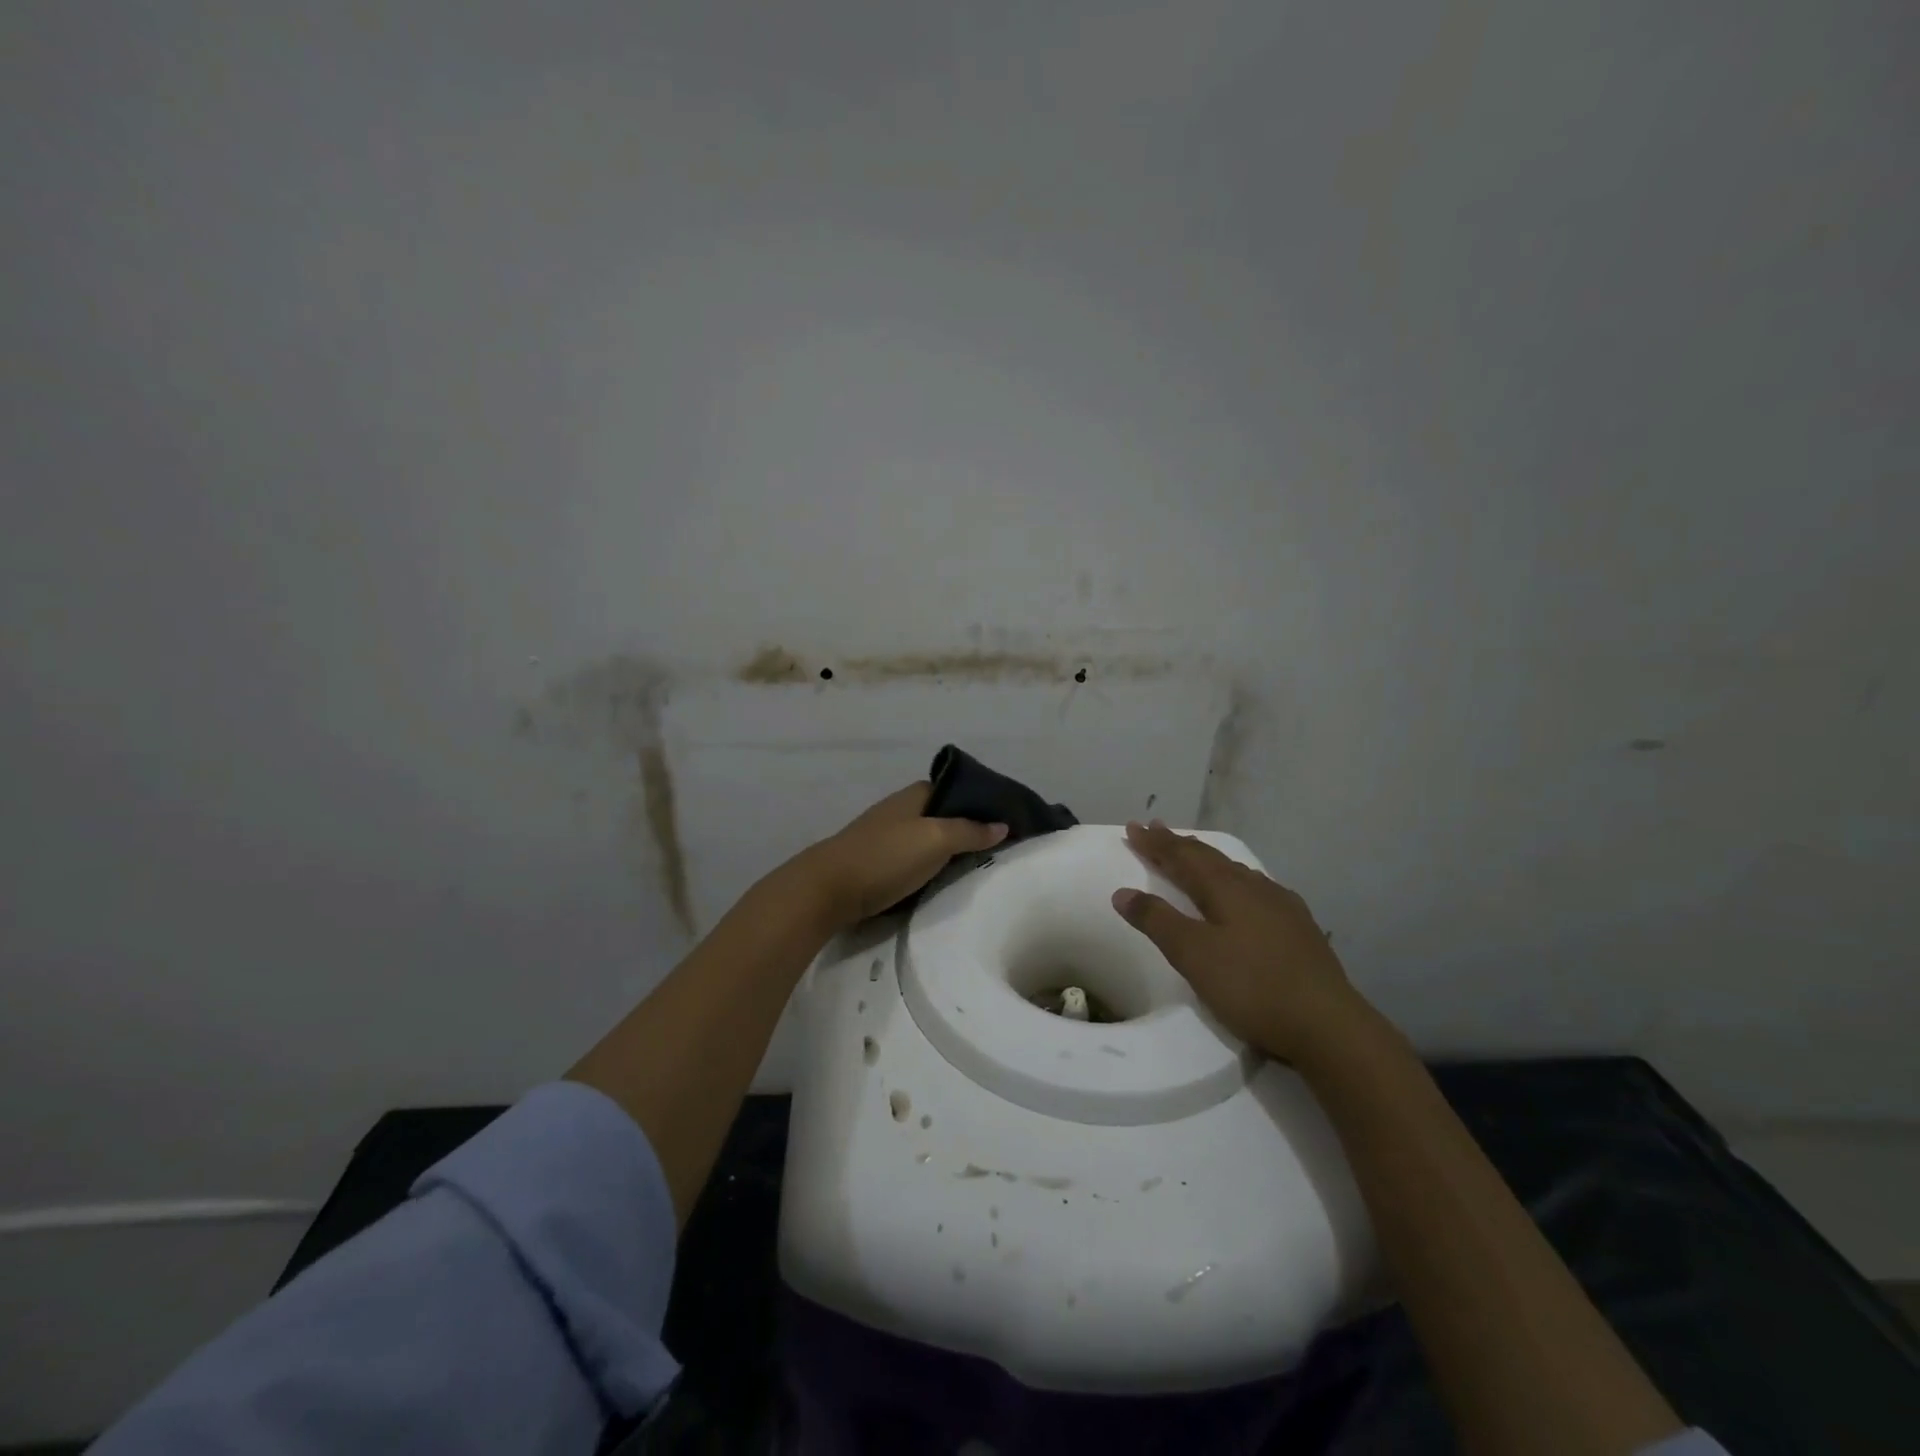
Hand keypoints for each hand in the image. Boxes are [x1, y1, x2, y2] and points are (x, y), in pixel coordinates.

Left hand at [788, 782, 1007, 930]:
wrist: (828, 889)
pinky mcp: (877, 862)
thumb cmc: (885, 857)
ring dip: (949, 850)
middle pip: (943, 815)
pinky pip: (914, 859)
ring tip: (977, 865)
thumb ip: (970, 831)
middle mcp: (900, 809)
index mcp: (914, 794)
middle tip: (998, 847)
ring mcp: (886, 835)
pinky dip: (930, 866)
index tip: (1007, 820)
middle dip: (968, 828)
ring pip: (928, 838)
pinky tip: (943, 879)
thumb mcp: (935, 840)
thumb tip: (1002, 824)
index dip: (981, 802)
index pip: (956, 789)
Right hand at [1111, 820, 1374, 1066]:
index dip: (1155, 843)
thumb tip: (1123, 892)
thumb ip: (1157, 921)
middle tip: (1155, 828)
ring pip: (1235, 871)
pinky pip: (1255, 889)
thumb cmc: (1251, 986)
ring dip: (1207, 860)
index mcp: (1226, 888)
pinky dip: (1233, 880)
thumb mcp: (1192, 955)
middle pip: (1209, 858)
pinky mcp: (1298, 928)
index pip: (1182, 856)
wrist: (1327, 1025)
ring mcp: (1281, 907)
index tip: (1133, 828)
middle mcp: (1254, 887)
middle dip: (1178, 844)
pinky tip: (1243, 893)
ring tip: (1193, 854)